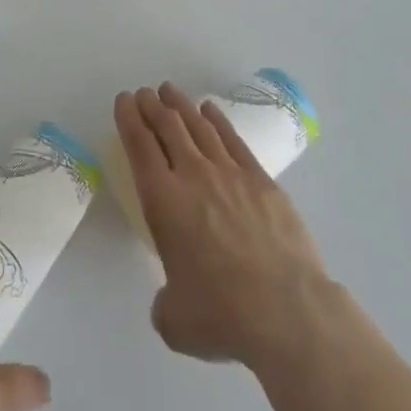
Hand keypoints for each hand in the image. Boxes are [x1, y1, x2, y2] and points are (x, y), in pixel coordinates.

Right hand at [114, 84, 336, 370]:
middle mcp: (192, 175)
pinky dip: (217, 120)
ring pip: (199, 126)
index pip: (139, 146)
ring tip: (170, 91)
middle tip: (144, 93)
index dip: (128, 119)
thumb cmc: (222, 315)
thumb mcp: (174, 319)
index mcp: (162, 201)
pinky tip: (210, 109)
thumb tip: (173, 298)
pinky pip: (233, 139)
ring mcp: (229, 173)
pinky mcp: (261, 180)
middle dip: (152, 106)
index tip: (124, 100)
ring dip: (180, 105)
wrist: (286, 311)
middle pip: (167, 127)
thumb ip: (164, 300)